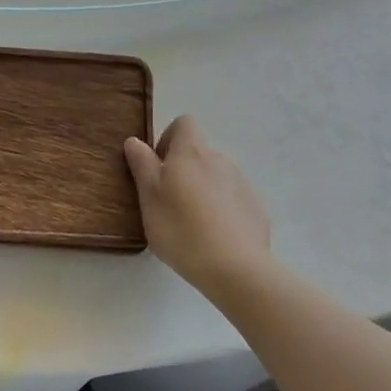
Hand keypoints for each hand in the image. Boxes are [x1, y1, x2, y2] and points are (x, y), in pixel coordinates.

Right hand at [123, 116, 273, 298]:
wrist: (235, 267)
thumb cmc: (181, 229)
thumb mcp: (149, 197)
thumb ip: (142, 165)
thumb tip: (135, 141)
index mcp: (192, 152)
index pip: (184, 123)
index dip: (168, 138)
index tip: (157, 167)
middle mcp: (220, 159)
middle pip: (199, 153)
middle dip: (183, 170)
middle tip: (169, 203)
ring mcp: (242, 183)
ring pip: (216, 177)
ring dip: (203, 190)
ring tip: (192, 225)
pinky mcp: (256, 208)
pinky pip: (233, 199)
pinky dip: (222, 210)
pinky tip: (215, 237)